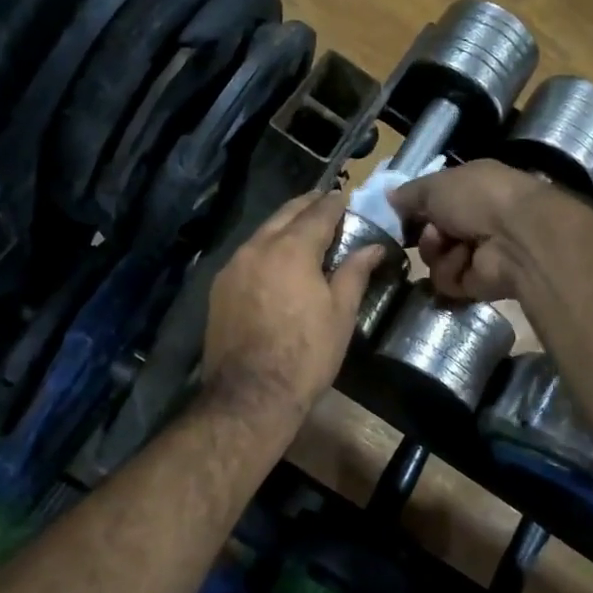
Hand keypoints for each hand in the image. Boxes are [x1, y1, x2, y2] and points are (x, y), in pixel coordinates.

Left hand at [202, 190, 385, 419]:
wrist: (251, 394)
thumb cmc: (306, 354)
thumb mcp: (340, 314)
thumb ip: (355, 272)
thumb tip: (374, 247)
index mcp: (292, 249)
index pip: (318, 213)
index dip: (334, 203)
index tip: (345, 197)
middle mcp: (257, 247)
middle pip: (285, 214)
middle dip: (307, 206)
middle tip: (325, 204)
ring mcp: (233, 266)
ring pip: (262, 232)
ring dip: (284, 225)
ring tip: (303, 230)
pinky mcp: (219, 287)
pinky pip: (247, 254)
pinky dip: (265, 247)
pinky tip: (276, 260)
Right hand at [389, 160, 551, 301]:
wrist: (516, 237)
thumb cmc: (478, 198)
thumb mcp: (436, 185)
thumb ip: (410, 193)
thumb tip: (389, 196)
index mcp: (471, 189)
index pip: (435, 201)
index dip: (416, 208)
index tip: (399, 213)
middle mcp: (476, 220)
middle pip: (431, 233)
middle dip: (426, 233)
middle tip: (435, 230)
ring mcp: (478, 253)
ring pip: (435, 259)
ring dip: (438, 252)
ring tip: (454, 245)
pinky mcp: (478, 283)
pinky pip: (447, 280)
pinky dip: (453, 271)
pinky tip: (468, 262)